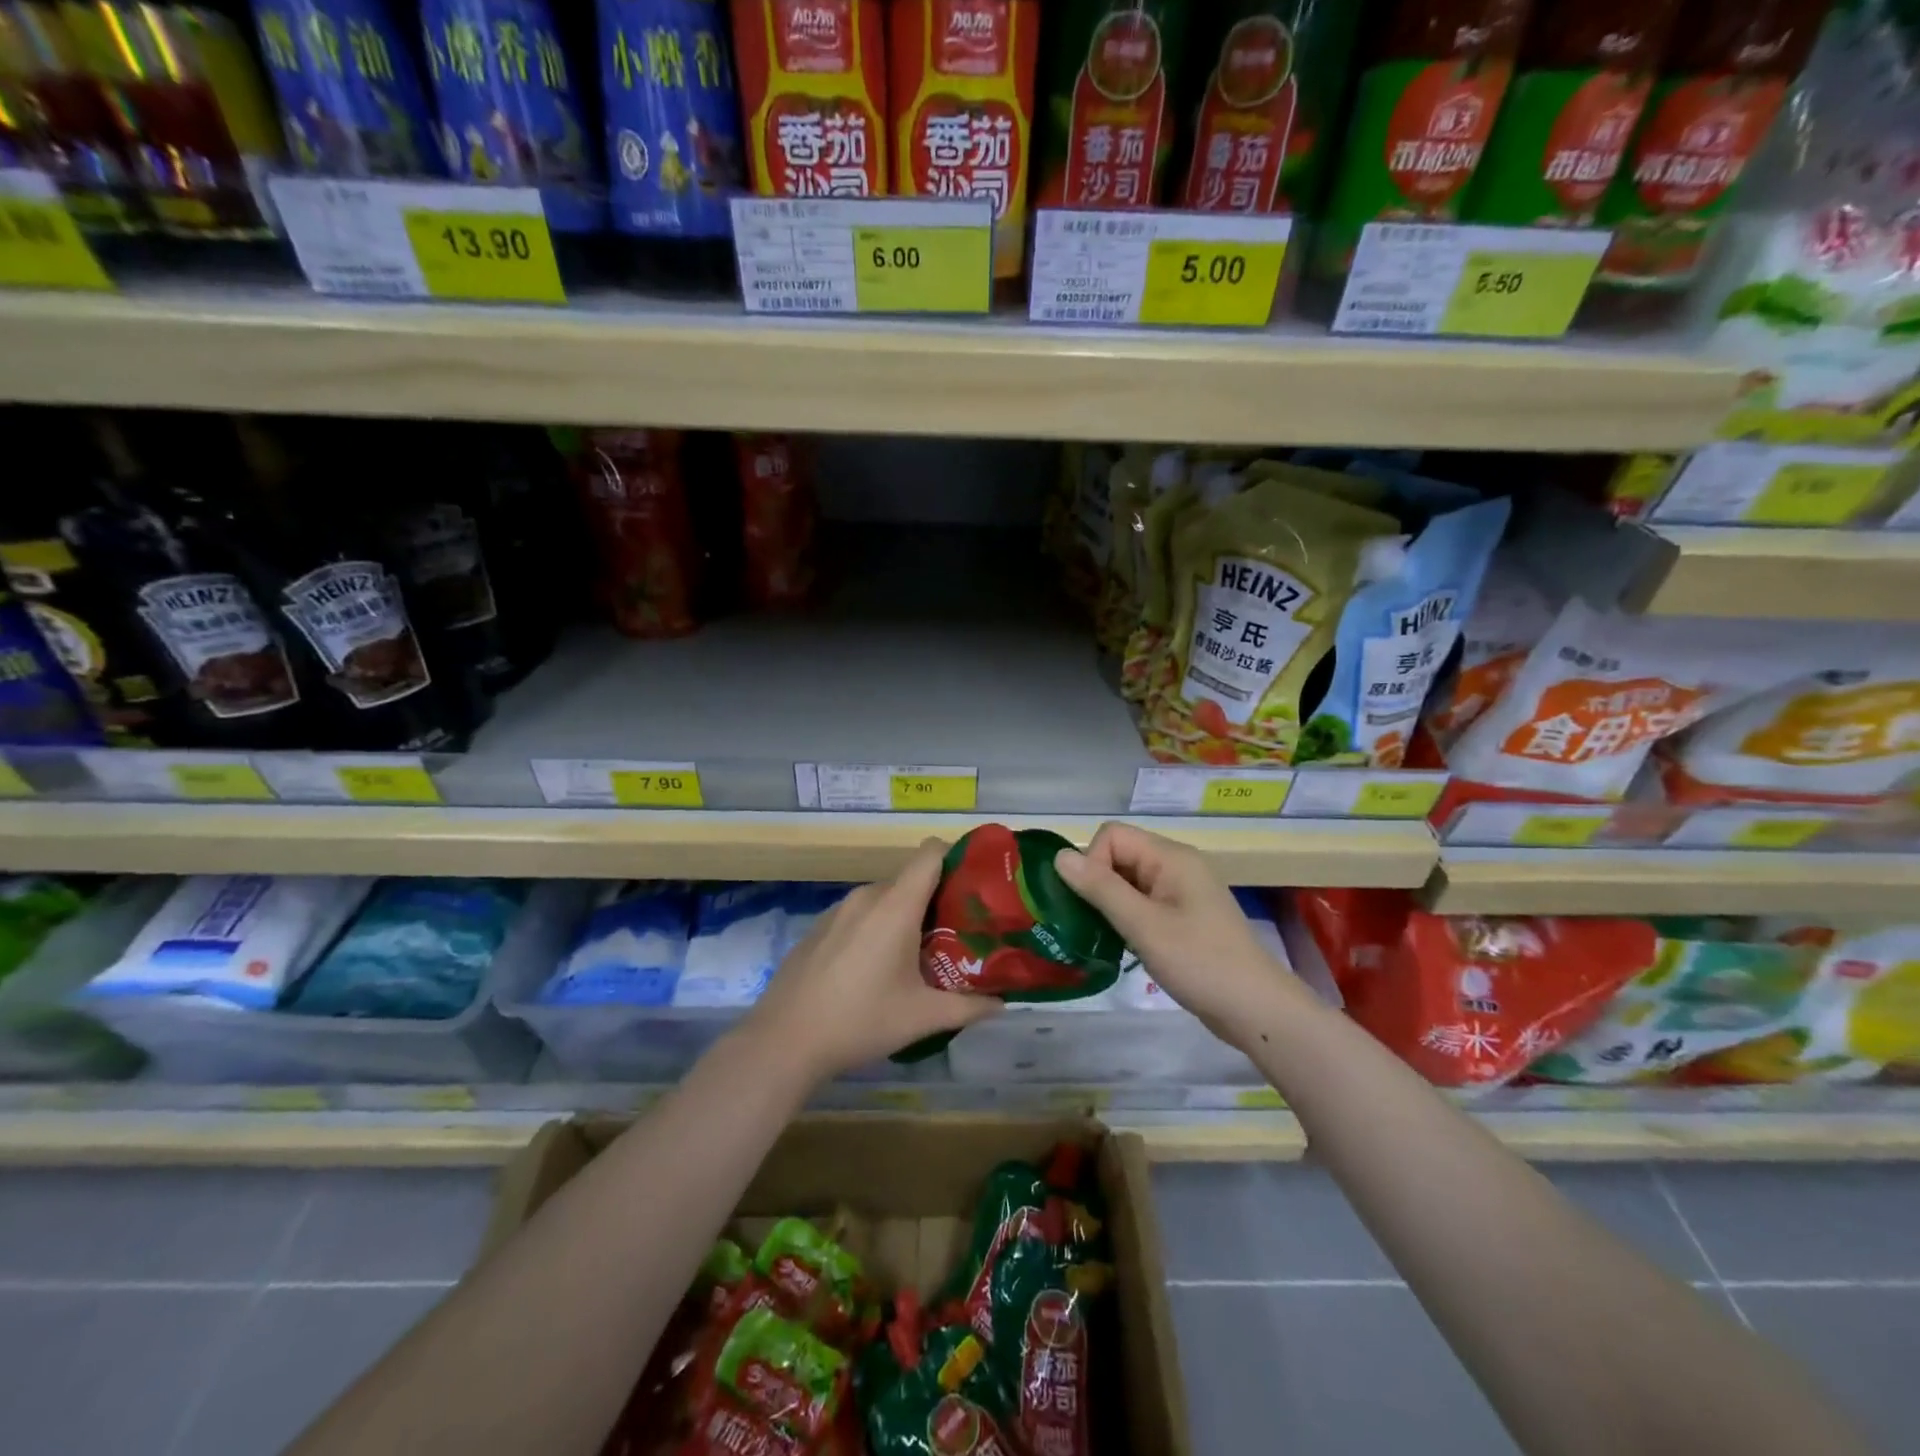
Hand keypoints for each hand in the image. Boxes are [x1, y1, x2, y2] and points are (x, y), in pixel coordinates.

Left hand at [740, 839, 1001, 1084]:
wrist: (784, 1040)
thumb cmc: (860, 1020)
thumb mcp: (922, 1017)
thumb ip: (969, 1006)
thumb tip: (1003, 1003)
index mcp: (895, 905)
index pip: (931, 853)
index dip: (956, 857)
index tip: (975, 885)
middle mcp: (867, 896)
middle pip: (910, 879)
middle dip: (936, 900)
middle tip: (957, 933)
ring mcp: (837, 910)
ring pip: (883, 899)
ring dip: (904, 917)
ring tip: (919, 954)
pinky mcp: (818, 927)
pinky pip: (859, 915)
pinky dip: (875, 928)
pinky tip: (875, 969)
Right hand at [1053, 822, 1312, 1049]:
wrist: (1256, 1010)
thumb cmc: (1200, 963)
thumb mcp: (1144, 925)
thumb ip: (1101, 888)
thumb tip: (1059, 856)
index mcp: (1171, 857)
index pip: (1112, 836)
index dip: (1093, 863)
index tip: (1094, 904)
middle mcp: (1176, 865)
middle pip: (1119, 855)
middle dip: (1098, 885)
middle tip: (1094, 925)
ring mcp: (1181, 892)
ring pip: (1128, 881)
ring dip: (1110, 905)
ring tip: (1107, 938)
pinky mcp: (1183, 917)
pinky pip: (1142, 903)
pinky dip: (1126, 918)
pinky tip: (1125, 946)